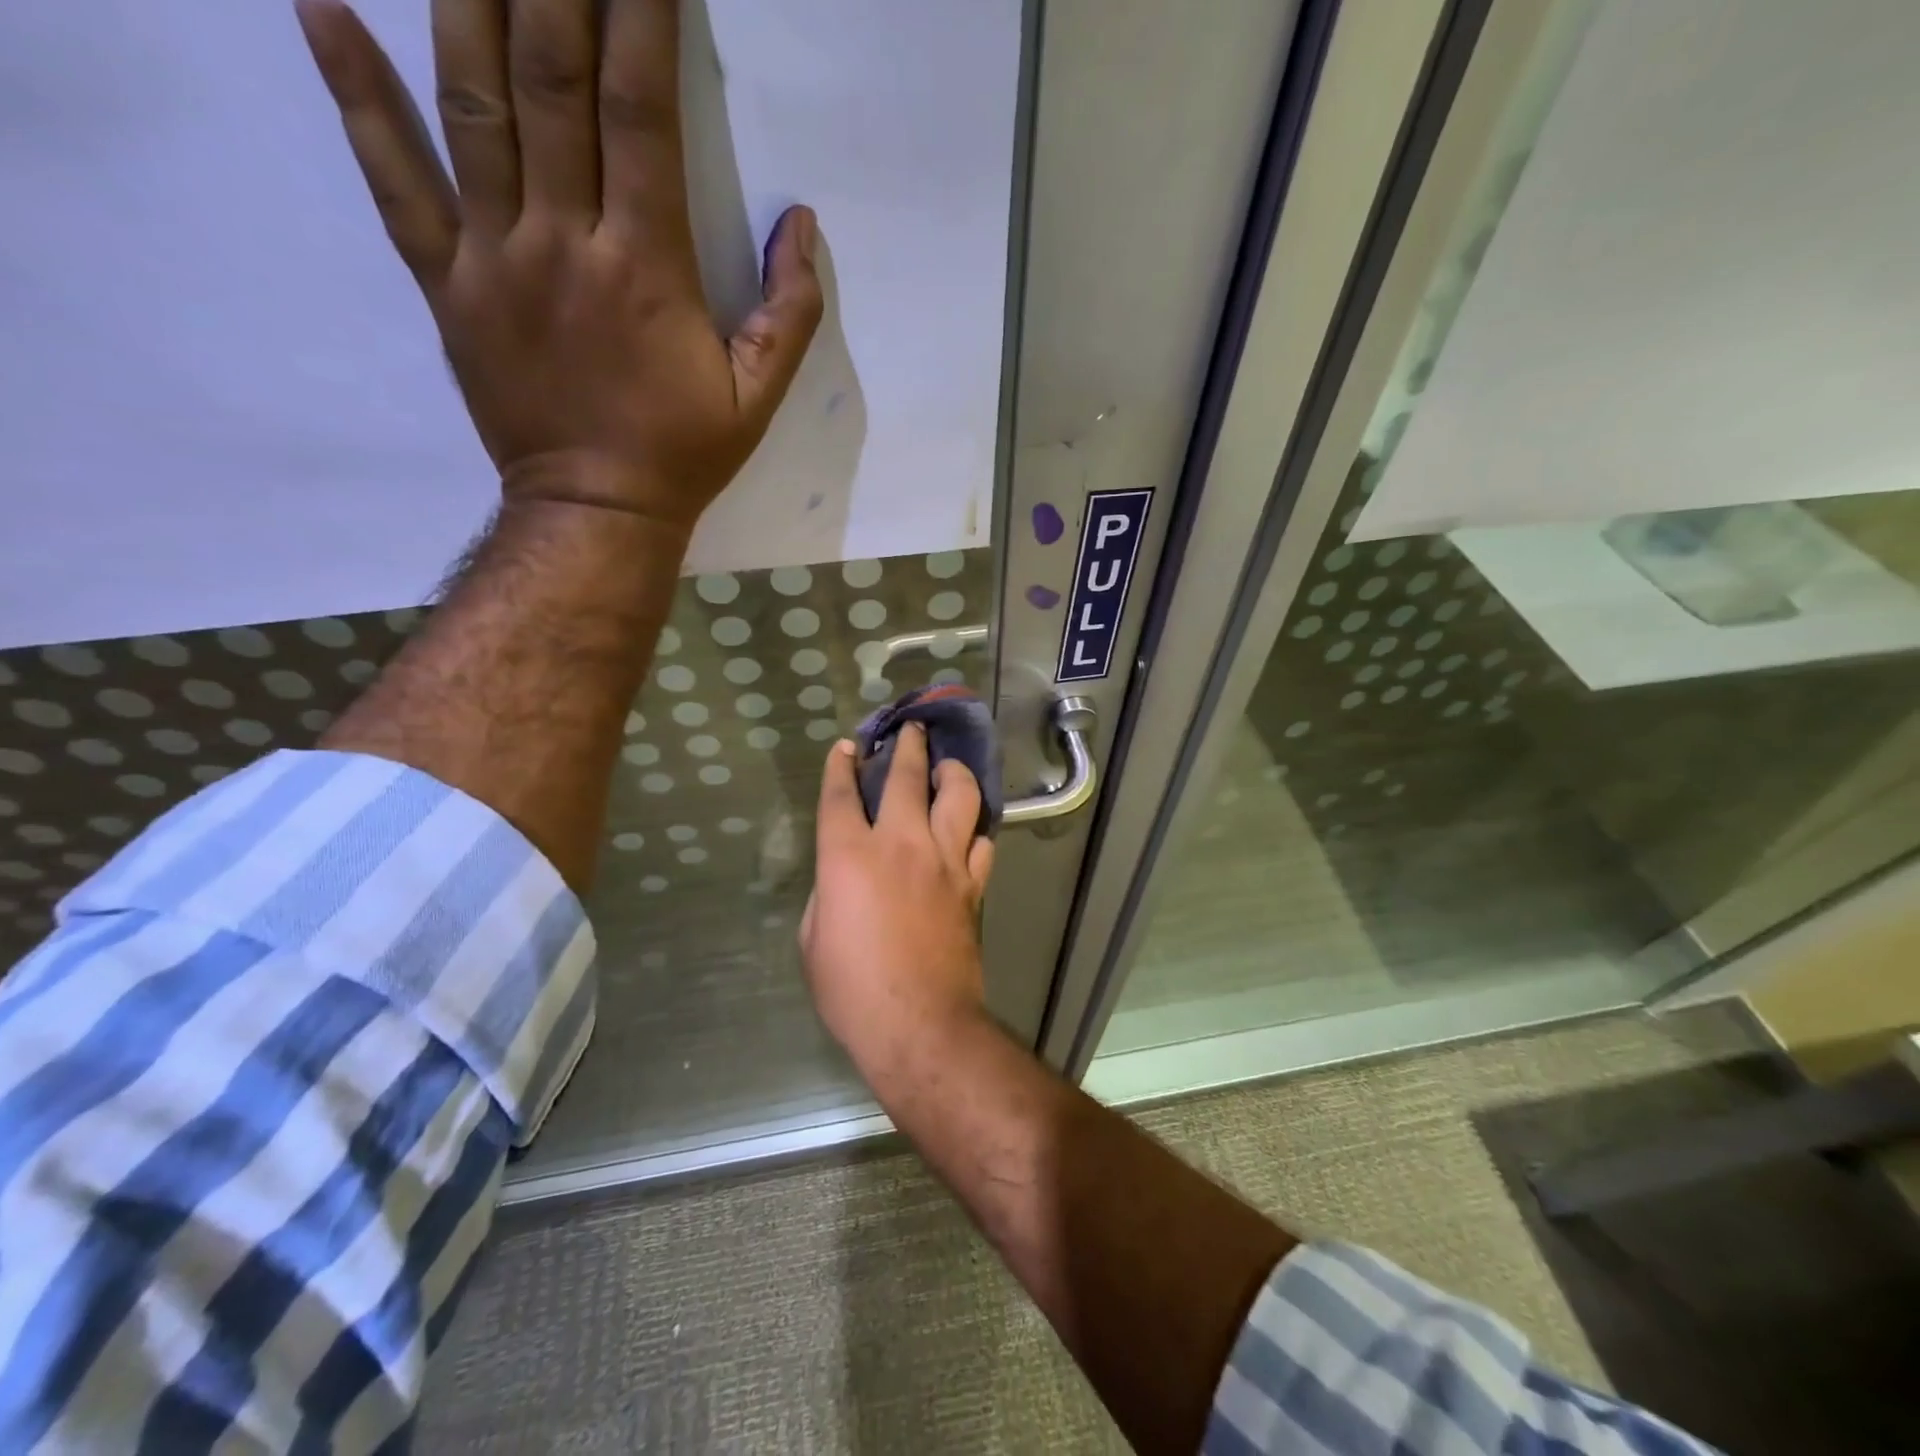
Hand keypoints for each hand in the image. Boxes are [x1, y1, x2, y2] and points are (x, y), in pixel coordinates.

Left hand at [296, 0, 822, 529]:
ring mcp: (493, 257)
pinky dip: (354, 93)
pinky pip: (392, 180)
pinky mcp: (448, 284)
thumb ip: (789, 314)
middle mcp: (563, 240)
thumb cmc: (683, 455)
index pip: (640, 108)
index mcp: (646, 267)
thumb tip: (802, 225)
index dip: (642, 12)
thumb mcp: (758, 399)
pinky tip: (318, 4)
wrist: (596, 512)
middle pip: (551, 76)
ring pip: (471, 102)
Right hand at [801, 727, 996, 1071]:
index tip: (847, 746)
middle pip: (906, 777)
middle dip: (907, 745)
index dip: (841, 766)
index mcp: (848, 857)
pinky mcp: (971, 883)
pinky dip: (974, 827)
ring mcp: (943, 861)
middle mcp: (900, 844)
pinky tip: (968, 825)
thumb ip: (828, 893)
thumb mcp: (814, 939)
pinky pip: (980, 841)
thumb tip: (844, 878)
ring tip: (947, 766)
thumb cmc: (852, 990)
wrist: (919, 1023)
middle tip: (911, 728)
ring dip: (952, 771)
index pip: (841, 795)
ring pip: (958, 795)